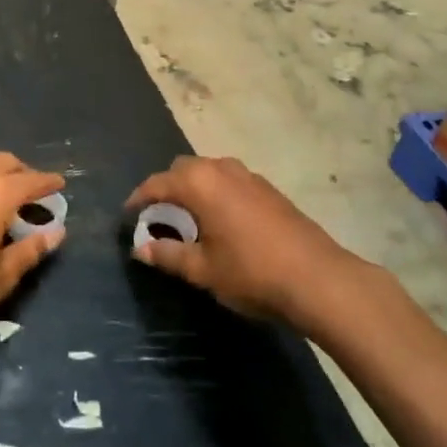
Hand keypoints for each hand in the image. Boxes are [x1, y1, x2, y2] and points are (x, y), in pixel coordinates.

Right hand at [126, 157, 357, 327]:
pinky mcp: (269, 189)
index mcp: (200, 183)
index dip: (139, 198)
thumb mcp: (203, 269)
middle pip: (183, 169)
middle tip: (159, 217)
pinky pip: (230, 181)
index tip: (128, 214)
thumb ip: (168, 255)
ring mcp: (249, 175)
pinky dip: (217, 193)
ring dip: (194, 189)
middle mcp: (221, 169)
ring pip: (209, 172)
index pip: (158, 182)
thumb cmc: (252, 273)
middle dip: (167, 188)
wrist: (318, 278)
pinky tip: (222, 221)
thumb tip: (141, 249)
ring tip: (189, 220)